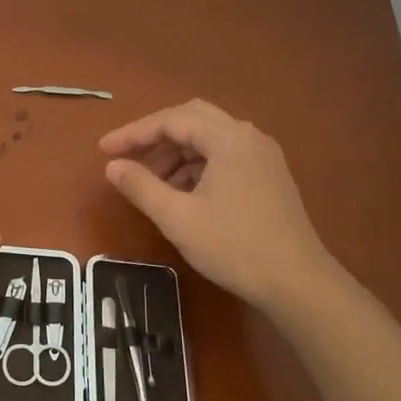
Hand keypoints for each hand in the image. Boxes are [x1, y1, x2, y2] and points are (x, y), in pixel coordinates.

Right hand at [101, 99, 336, 311]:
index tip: (104, 150)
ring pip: (209, 138)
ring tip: (150, 182)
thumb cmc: (233, 246)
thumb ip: (141, 186)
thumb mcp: (177, 218)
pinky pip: (224, 156)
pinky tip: (181, 193)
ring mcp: (263, 156)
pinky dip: (196, 166)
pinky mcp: (269, 176)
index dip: (133, 133)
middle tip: (126, 157)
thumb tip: (112, 166)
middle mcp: (249, 137)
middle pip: (192, 119)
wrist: (297, 282)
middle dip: (155, 136)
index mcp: (229, 139)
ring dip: (176, 152)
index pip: (171, 120)